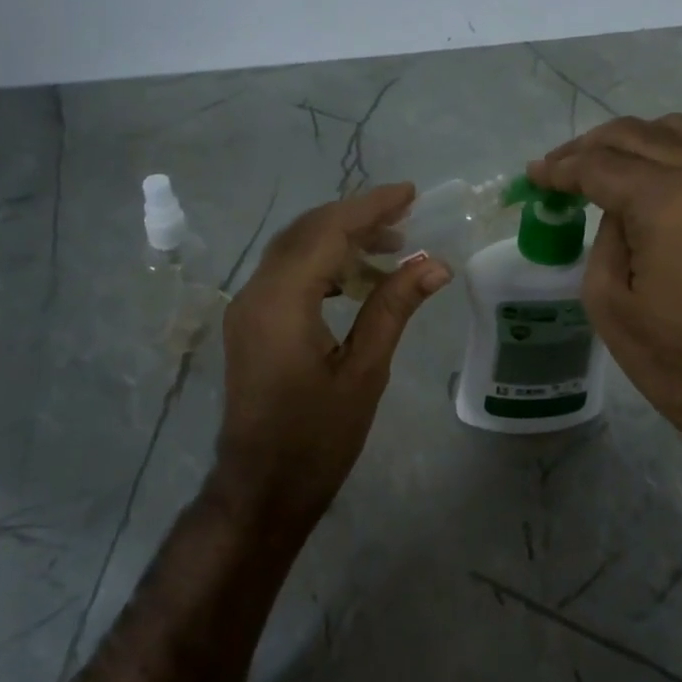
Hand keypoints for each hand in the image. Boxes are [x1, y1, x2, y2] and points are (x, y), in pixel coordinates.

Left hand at [216, 183, 450, 529]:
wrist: (262, 489)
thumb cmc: (317, 439)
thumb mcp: (364, 372)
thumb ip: (393, 308)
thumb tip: (435, 263)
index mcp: (281, 302)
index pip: (328, 232)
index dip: (370, 207)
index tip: (410, 193)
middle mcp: (255, 293)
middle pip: (306, 232)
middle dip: (356, 218)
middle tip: (407, 218)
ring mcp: (247, 308)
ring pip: (294, 251)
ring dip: (339, 240)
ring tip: (392, 247)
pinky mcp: (250, 324)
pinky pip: (286, 275)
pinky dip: (322, 264)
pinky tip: (356, 278)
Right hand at [530, 116, 681, 461]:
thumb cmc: (673, 357)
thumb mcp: (608, 301)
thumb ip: (604, 238)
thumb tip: (616, 211)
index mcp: (665, 201)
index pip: (600, 165)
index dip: (560, 168)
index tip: (534, 176)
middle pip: (635, 135)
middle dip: (587, 147)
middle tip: (557, 169)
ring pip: (673, 131)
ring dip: (629, 142)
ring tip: (600, 167)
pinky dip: (665, 152)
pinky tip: (644, 177)